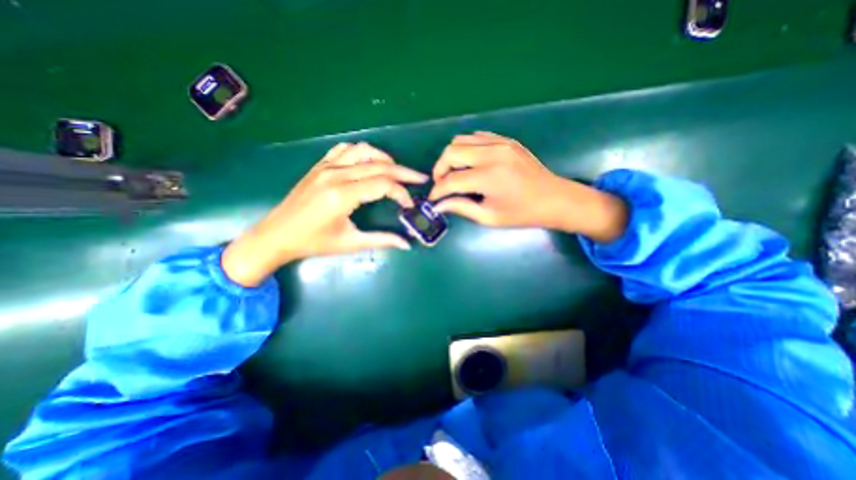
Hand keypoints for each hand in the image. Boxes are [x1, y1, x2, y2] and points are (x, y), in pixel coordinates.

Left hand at [221, 141, 425, 285]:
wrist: (276, 235)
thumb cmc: (313, 243)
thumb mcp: (350, 243)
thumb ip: (382, 240)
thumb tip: (407, 244)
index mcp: (343, 195)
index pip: (384, 185)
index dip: (402, 193)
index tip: (410, 205)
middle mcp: (336, 175)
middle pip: (379, 165)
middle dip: (404, 172)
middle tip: (420, 179)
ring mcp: (326, 166)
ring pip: (364, 151)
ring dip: (384, 159)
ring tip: (397, 171)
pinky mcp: (320, 165)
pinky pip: (346, 149)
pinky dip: (363, 152)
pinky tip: (370, 163)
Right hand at [433, 132, 625, 239]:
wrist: (554, 198)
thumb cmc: (522, 213)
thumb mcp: (489, 217)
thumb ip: (461, 208)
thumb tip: (439, 205)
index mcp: (488, 177)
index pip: (451, 181)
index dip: (438, 191)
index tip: (433, 199)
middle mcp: (492, 154)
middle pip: (451, 152)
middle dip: (440, 170)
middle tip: (441, 185)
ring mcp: (500, 143)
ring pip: (461, 140)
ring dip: (451, 157)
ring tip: (454, 174)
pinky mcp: (506, 140)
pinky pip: (477, 137)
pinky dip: (467, 149)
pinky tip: (470, 163)